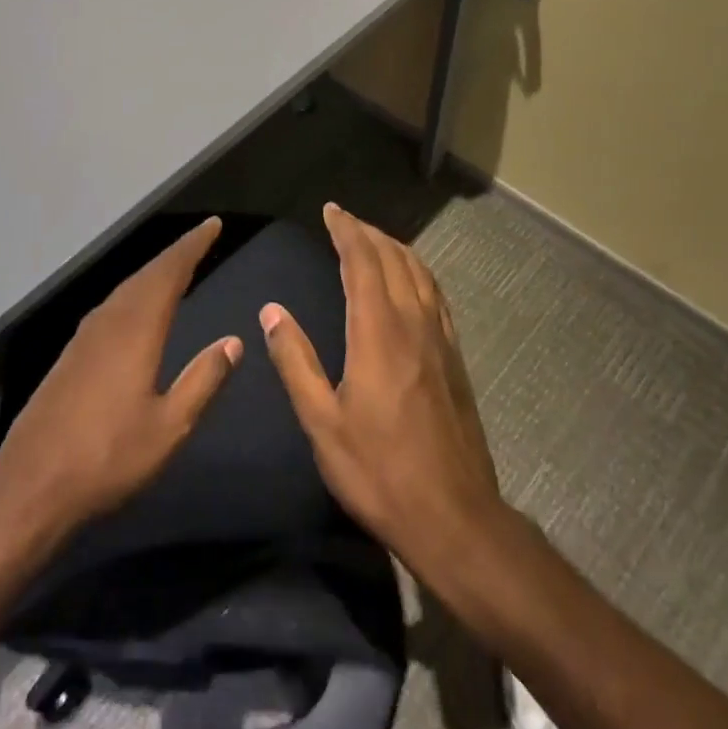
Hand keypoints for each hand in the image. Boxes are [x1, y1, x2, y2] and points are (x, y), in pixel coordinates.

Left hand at [0, 217, 243, 537]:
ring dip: (154, 272)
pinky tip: (137, 307)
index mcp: (136, 331)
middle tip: (201, 238)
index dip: (192, 246)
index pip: (169, 273)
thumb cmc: (107, 458)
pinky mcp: (71, 355)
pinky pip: (112, 306)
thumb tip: (234, 342)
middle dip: (176, 253)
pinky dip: (135, 292)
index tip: (213, 225)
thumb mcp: (169, 427)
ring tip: (177, 266)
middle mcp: (109, 322)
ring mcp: (85, 337)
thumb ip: (203, 380)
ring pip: (126, 289)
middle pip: (146, 274)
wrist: (30, 486)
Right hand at [260, 204, 502, 570]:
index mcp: (377, 332)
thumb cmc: (380, 472)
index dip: (346, 231)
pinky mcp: (456, 359)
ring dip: (396, 248)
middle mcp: (414, 323)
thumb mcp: (323, 423)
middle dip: (369, 233)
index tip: (331, 211)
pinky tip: (412, 283)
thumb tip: (272, 312)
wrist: (455, 517)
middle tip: (345, 221)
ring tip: (374, 241)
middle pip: (395, 259)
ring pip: (421, 273)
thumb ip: (296, 362)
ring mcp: (441, 340)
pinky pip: (437, 296)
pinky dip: (420, 273)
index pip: (363, 262)